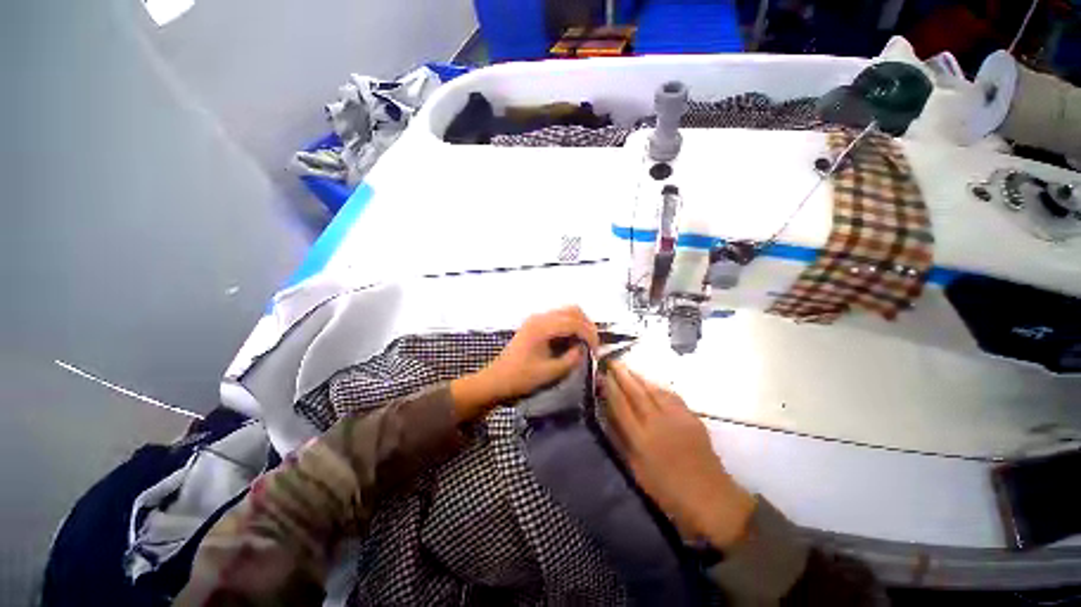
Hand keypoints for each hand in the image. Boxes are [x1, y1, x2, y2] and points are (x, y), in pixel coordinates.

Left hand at [451, 306, 598, 420]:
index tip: (596, 352)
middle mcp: (540, 317)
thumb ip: (571, 359)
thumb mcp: (550, 373)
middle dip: (587, 326)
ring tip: (585, 343)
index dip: (590, 335)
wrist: (496, 380)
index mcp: (542, 327)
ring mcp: (536, 319)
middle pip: (573, 310)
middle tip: (593, 345)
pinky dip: (570, 326)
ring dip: (579, 324)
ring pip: (566, 312)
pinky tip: (572, 342)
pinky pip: (558, 318)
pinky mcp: (534, 324)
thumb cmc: (521, 378)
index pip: (574, 322)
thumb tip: (583, 349)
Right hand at [602, 362, 755, 549]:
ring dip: (639, 376)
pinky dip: (657, 386)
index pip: (621, 405)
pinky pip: (671, 395)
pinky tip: (651, 382)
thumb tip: (609, 415)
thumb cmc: (667, 491)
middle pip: (636, 392)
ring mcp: (676, 417)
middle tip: (612, 361)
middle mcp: (657, 422)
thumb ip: (621, 440)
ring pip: (654, 389)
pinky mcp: (691, 416)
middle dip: (622, 374)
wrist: (710, 498)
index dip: (610, 387)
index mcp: (641, 439)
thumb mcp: (636, 470)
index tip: (602, 374)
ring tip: (627, 367)